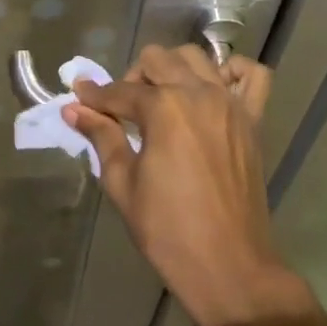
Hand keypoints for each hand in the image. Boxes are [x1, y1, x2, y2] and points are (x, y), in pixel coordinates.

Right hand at [64, 46, 317, 325]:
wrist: (229, 267)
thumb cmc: (168, 229)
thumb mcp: (123, 183)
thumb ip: (101, 137)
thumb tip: (73, 109)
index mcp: (164, 108)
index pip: (120, 91)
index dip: (94, 96)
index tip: (79, 98)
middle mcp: (199, 93)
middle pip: (157, 60)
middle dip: (132, 78)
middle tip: (122, 111)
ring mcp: (230, 104)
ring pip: (197, 58)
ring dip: (173, 69)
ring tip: (162, 99)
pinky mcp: (252, 120)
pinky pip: (252, 76)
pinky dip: (232, 72)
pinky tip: (213, 89)